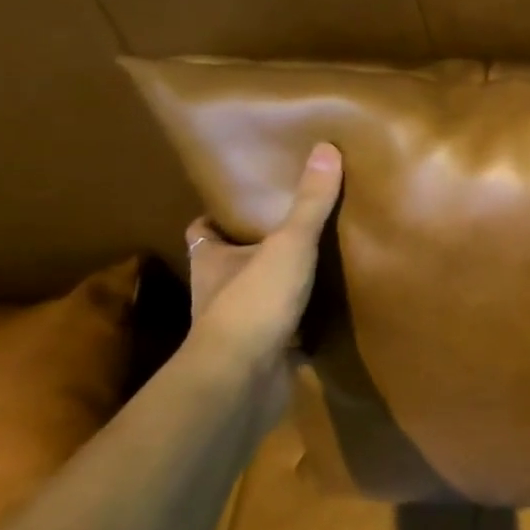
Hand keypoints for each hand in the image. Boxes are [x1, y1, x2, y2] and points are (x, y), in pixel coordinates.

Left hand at [185, 143, 342, 372]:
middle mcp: (217, 293)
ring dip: (276, 289)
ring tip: (313, 267)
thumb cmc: (254, 302)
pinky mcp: (262, 356)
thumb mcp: (289, 244)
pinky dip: (299, 325)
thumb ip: (310, 202)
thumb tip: (327, 147)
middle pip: (229, 265)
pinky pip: (283, 333)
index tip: (236, 206)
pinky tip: (326, 314)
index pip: (202, 233)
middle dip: (252, 252)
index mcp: (213, 261)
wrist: (242, 381)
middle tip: (288, 231)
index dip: (215, 220)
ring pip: (255, 300)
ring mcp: (238, 328)